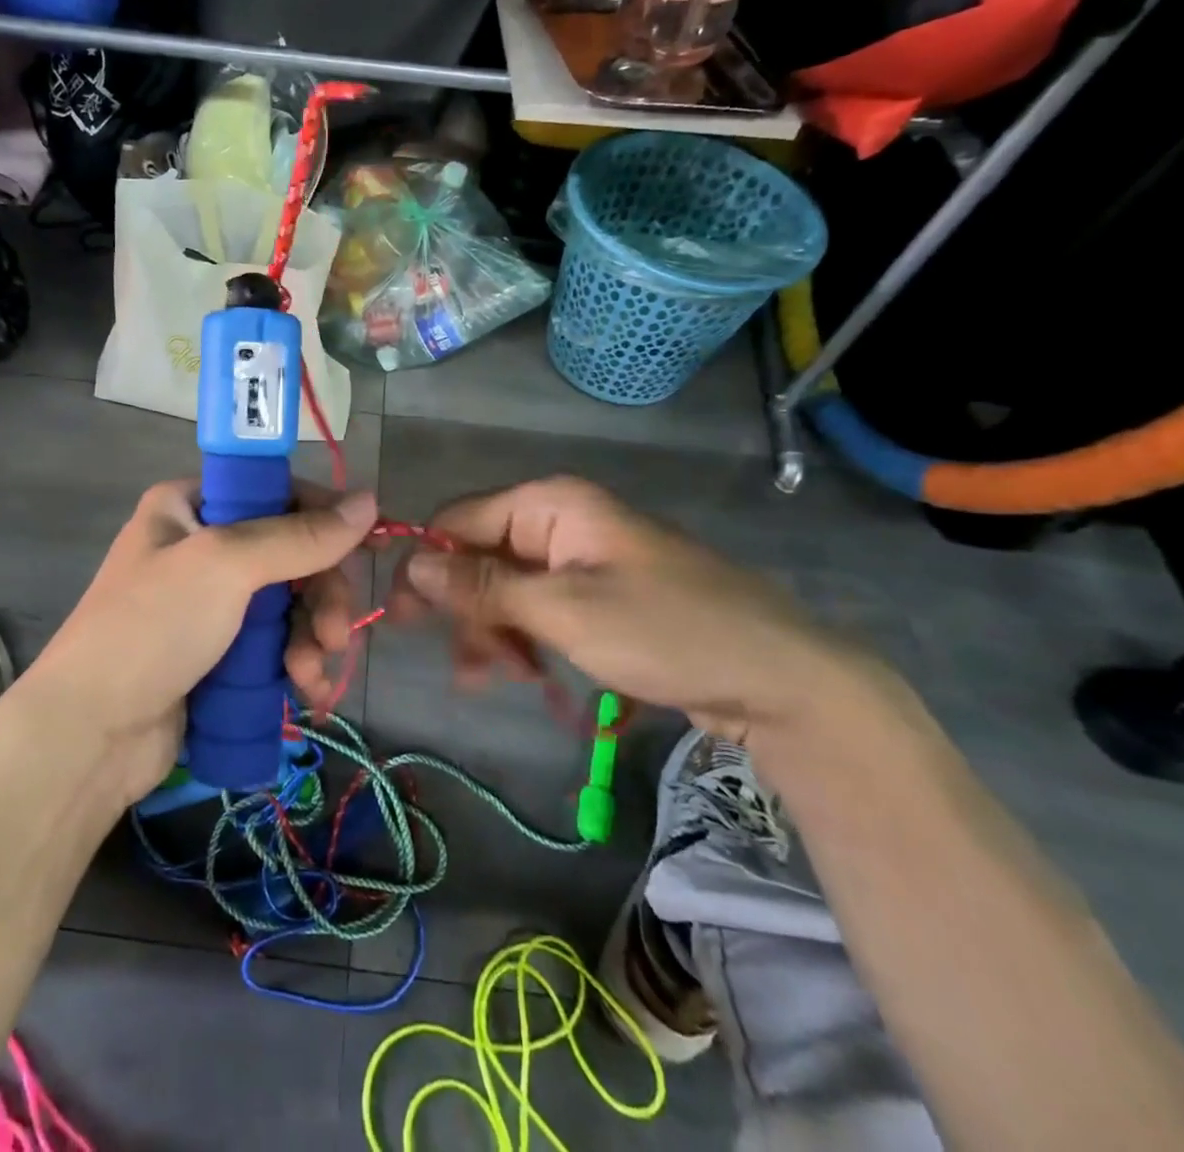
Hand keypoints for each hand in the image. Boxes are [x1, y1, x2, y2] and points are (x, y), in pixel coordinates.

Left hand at [22, 480, 378, 802]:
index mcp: (191, 505)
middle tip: (333, 635)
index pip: (277, 492)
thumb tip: (369, 501)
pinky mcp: (219, 653)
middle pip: (292, 554)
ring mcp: (211, 604)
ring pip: (290, 604)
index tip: (368, 546)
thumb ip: (300, 536)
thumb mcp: (226, 566)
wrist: (89, 735)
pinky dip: (297, 664)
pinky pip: (276, 644)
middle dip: (321, 597)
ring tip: (311, 676)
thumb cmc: (152, 627)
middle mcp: (202, 546)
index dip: (324, 517)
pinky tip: (307, 693)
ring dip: (313, 638)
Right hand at [386, 475, 884, 744]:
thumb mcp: (564, 611)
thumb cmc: (666, 630)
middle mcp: (559, 521)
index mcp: (550, 504)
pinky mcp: (596, 595)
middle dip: (464, 609)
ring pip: (505, 588)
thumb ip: (483, 587)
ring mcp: (579, 559)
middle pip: (480, 556)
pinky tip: (523, 674)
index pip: (458, 521)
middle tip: (461, 667)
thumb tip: (412, 566)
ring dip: (491, 631)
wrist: (779, 678)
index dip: (427, 566)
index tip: (403, 619)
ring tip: (494, 678)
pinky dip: (521, 638)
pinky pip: (537, 608)